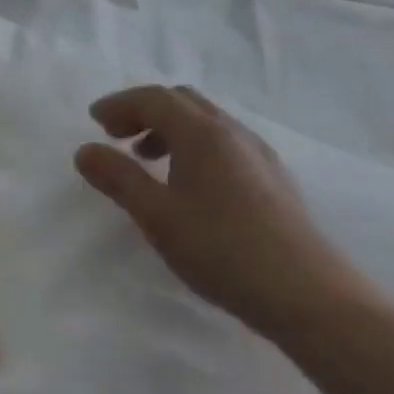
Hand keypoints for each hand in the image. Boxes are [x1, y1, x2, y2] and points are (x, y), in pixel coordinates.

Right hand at [74, 85, 361, 339]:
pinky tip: (190, 185)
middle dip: (144, 112)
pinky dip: (194, 147)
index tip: (94, 121)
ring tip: (148, 162)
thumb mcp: (158, 216)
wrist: (308, 294)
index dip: (120, 104)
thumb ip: (119, 179)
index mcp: (202, 132)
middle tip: (118, 138)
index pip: (154, 98)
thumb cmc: (222, 250)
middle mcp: (232, 131)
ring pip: (206, 122)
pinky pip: (224, 143)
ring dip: (170, 130)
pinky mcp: (273, 178)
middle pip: (182, 102)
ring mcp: (258, 153)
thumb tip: (85, 150)